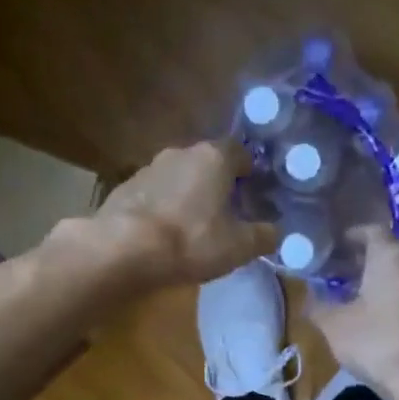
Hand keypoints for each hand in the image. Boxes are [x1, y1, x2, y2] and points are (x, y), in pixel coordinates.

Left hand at [90, 141, 275, 288]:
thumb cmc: (191, 241)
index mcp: (214, 158)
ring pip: (178, 177)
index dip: (250, 171)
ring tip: (192, 225)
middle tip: (225, 212)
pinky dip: (162, 207)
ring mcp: (148, 168)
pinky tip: (163, 232)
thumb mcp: (238, 246)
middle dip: (217, 183)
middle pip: (207, 163)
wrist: (123, 248)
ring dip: (187, 195)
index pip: (240, 152)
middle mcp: (180, 152)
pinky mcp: (124, 188)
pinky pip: (154, 194)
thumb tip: (275, 233)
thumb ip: (262, 236)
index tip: (254, 191)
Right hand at [307, 229, 398, 399]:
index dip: (351, 236)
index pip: (371, 231)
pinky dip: (396, 299)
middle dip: (364, 260)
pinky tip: (381, 321)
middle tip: (340, 272)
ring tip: (357, 297)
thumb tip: (307, 297)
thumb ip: (317, 306)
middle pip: (389, 252)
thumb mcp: (334, 325)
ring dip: (381, 281)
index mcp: (390, 257)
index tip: (334, 246)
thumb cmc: (377, 343)